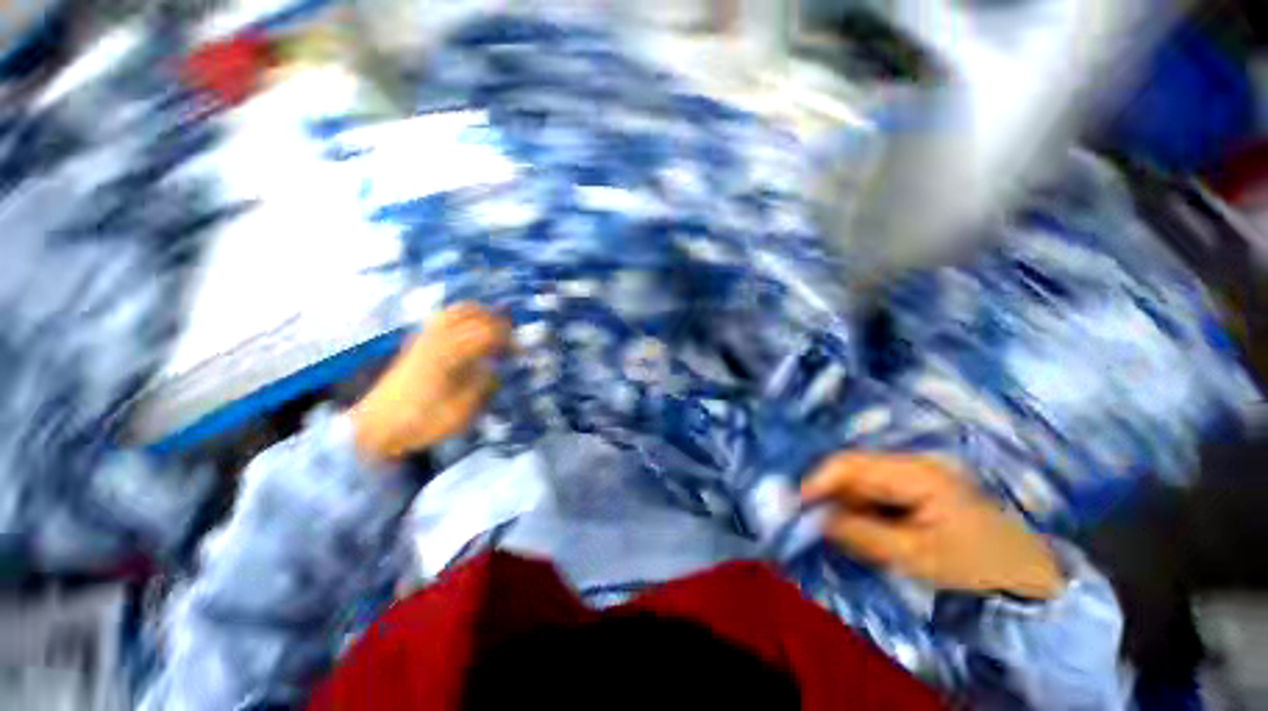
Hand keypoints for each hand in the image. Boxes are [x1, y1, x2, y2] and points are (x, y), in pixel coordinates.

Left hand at [350, 304, 509, 461]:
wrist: (374, 427)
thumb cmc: (420, 423)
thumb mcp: (460, 412)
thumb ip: (481, 385)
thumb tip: (493, 368)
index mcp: (449, 355)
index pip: (486, 334)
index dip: (507, 340)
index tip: (520, 352)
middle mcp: (435, 340)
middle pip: (471, 314)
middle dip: (496, 321)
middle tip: (510, 338)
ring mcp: (423, 339)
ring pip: (454, 311)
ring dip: (478, 314)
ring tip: (493, 328)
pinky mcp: (416, 343)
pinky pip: (441, 318)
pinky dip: (460, 317)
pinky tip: (468, 330)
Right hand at [801, 453, 1063, 599]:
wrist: (1028, 574)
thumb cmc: (976, 564)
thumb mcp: (916, 556)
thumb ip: (862, 534)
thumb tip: (817, 519)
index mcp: (914, 472)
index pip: (850, 465)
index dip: (818, 481)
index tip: (796, 504)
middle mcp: (910, 464)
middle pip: (852, 471)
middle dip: (829, 495)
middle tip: (811, 524)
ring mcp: (914, 474)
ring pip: (861, 482)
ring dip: (843, 504)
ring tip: (836, 531)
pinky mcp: (916, 488)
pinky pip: (875, 493)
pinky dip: (860, 509)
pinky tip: (861, 529)